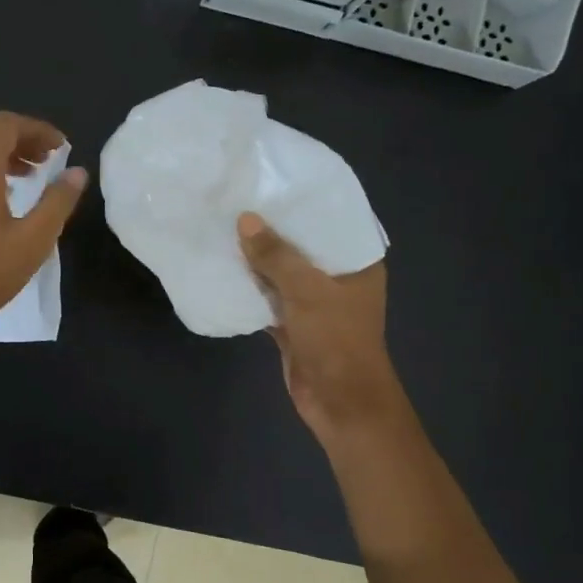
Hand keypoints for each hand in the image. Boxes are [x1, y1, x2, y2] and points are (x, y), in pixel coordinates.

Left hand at [0, 112, 87, 340]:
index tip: (61, 147)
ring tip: (34, 175)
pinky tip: (10, 198)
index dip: (37, 129)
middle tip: (51, 159)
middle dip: (23, 139)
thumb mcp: (35, 238)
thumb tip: (77, 172)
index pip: (6, 125)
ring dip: (8, 156)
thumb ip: (58, 201)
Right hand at [238, 213, 400, 439]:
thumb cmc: (336, 339)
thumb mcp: (306, 290)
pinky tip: (224, 272)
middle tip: (238, 200)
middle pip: (302, 247)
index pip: (331, 221)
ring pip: (283, 274)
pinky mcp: (295, 325)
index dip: (303, 203)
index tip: (273, 180)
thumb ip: (275, 255)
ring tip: (224, 229)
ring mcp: (315, 304)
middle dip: (273, 230)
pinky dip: (251, 291)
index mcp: (357, 263)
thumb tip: (245, 220)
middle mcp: (338, 279)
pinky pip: (269, 300)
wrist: (340, 402)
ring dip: (258, 261)